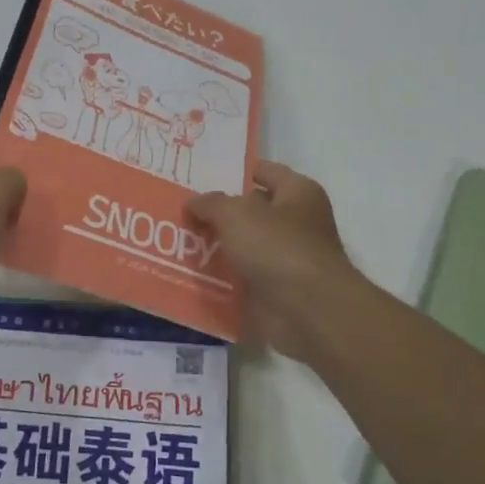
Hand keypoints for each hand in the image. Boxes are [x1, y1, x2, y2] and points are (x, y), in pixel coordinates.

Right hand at [186, 162, 360, 364]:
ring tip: (177, 241)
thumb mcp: (235, 213)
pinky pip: (241, 277)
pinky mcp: (275, 290)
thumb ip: (211, 203)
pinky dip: (220, 277)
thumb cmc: (277, 247)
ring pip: (243, 246)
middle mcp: (296, 222)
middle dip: (219, 212)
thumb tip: (193, 202)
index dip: (234, 172)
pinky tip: (190, 273)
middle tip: (181, 210)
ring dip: (216, 246)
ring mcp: (286, 258)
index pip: (264, 171)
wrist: (307, 311)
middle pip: (251, 210)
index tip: (199, 176)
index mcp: (298, 192)